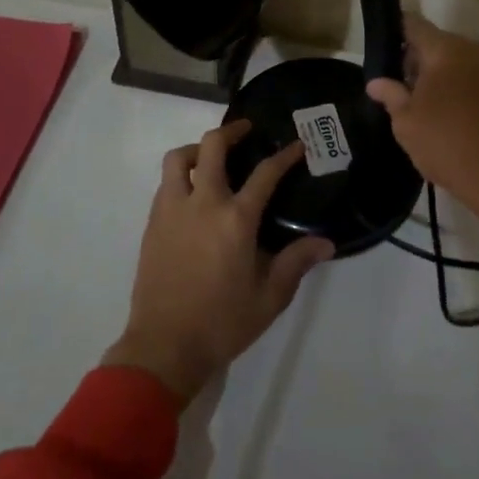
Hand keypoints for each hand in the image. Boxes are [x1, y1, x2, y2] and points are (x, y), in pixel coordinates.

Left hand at [103, 120, 334, 405]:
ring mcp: (173, 210)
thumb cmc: (221, 323)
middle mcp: (203, 203)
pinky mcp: (153, 224)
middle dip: (232, 131)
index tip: (297, 144)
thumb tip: (325, 242)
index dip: (284, 155)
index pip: (265, 174)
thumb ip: (296, 263)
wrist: (163, 347)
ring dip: (197, 149)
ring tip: (211, 157)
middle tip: (246, 131)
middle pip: (212, 146)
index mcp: (235, 219)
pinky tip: (193, 192)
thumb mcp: (269, 298)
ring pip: (178, 158)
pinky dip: (181, 175)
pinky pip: (165, 183)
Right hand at [366, 15, 478, 247]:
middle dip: (410, 59)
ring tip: (411, 104)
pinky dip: (448, 87)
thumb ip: (390, 94)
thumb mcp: (406, 121)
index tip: (377, 52)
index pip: (412, 24)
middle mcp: (469, 50)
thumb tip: (376, 82)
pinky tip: (435, 114)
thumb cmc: (447, 142)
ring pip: (448, 61)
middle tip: (391, 86)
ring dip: (430, 76)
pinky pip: (464, 77)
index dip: (392, 33)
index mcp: (445, 49)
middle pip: (431, 42)